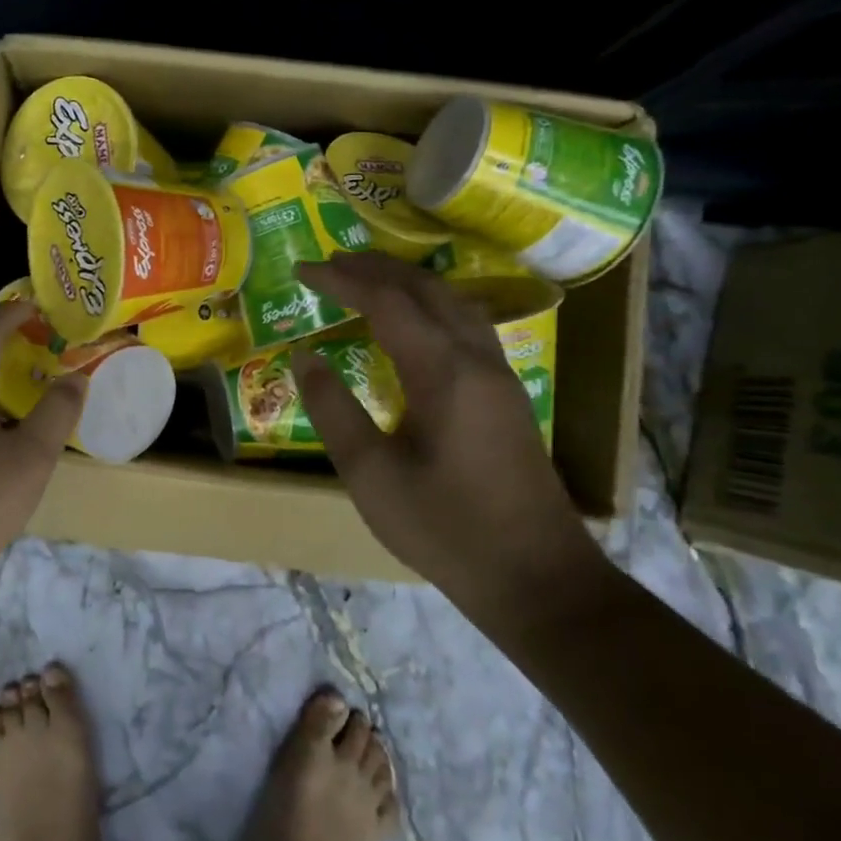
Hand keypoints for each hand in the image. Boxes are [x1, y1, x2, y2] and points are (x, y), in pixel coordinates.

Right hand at [291, 253, 596, 609]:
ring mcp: (499, 374)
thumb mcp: (370, 474)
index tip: (304, 270)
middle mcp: (477, 359)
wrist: (536, 578)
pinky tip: (415, 321)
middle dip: (376, 268)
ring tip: (367, 278)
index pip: (387, 302)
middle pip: (426, 289)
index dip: (342, 280)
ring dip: (407, 282)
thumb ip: (333, 409)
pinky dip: (431, 305)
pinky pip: (466, 324)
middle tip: (331, 263)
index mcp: (444, 372)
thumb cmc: (445, 527)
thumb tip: (305, 356)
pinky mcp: (506, 394)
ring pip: (454, 302)